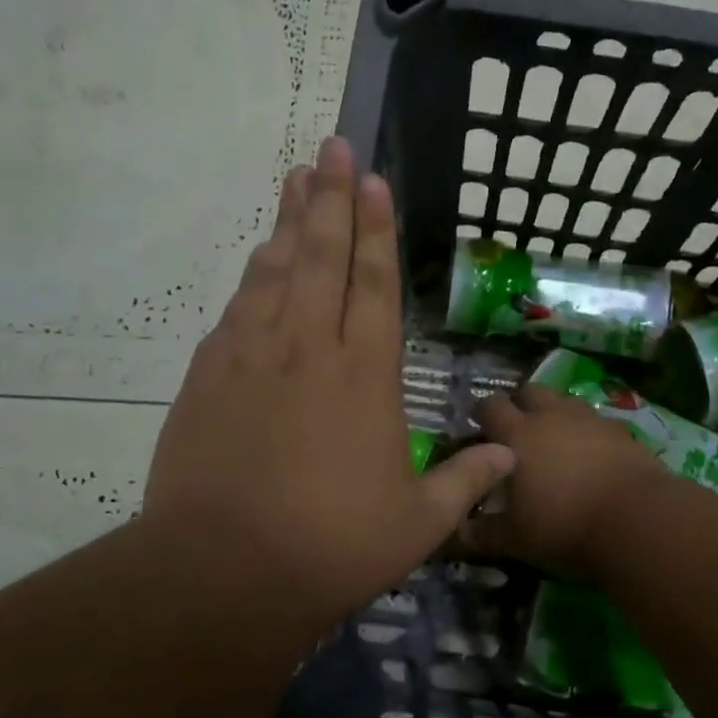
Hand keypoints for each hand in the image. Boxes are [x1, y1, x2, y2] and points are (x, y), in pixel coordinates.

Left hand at [142, 138, 514, 637]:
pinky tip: (260, 256)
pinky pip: (237, 308)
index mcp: (364, 375)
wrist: (224, 570)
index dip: (377, 228)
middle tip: (332, 147)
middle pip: (322, 257)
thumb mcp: (418, 524)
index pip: (374, 283)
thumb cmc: (332, 546)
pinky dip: (253, 275)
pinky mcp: (208, 376)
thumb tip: (510, 457)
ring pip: (275, 271)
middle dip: (331, 198)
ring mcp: (252, 356)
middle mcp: (308, 348)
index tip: (374, 180)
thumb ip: (466, 482)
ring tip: (297, 179)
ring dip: (290, 222)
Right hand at [461, 386, 668, 581]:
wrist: (637, 520)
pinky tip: (592, 454)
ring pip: (566, 401)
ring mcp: (590, 420)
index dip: (483, 413)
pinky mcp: (622, 432)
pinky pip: (598, 421)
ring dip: (556, 413)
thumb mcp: (515, 538)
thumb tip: (456, 534)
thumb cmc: (564, 525)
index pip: (491, 406)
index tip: (480, 429)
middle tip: (518, 430)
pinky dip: (589, 431)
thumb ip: (482, 533)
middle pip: (530, 391)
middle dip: (520, 404)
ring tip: (556, 439)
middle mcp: (552, 416)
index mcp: (518, 434)